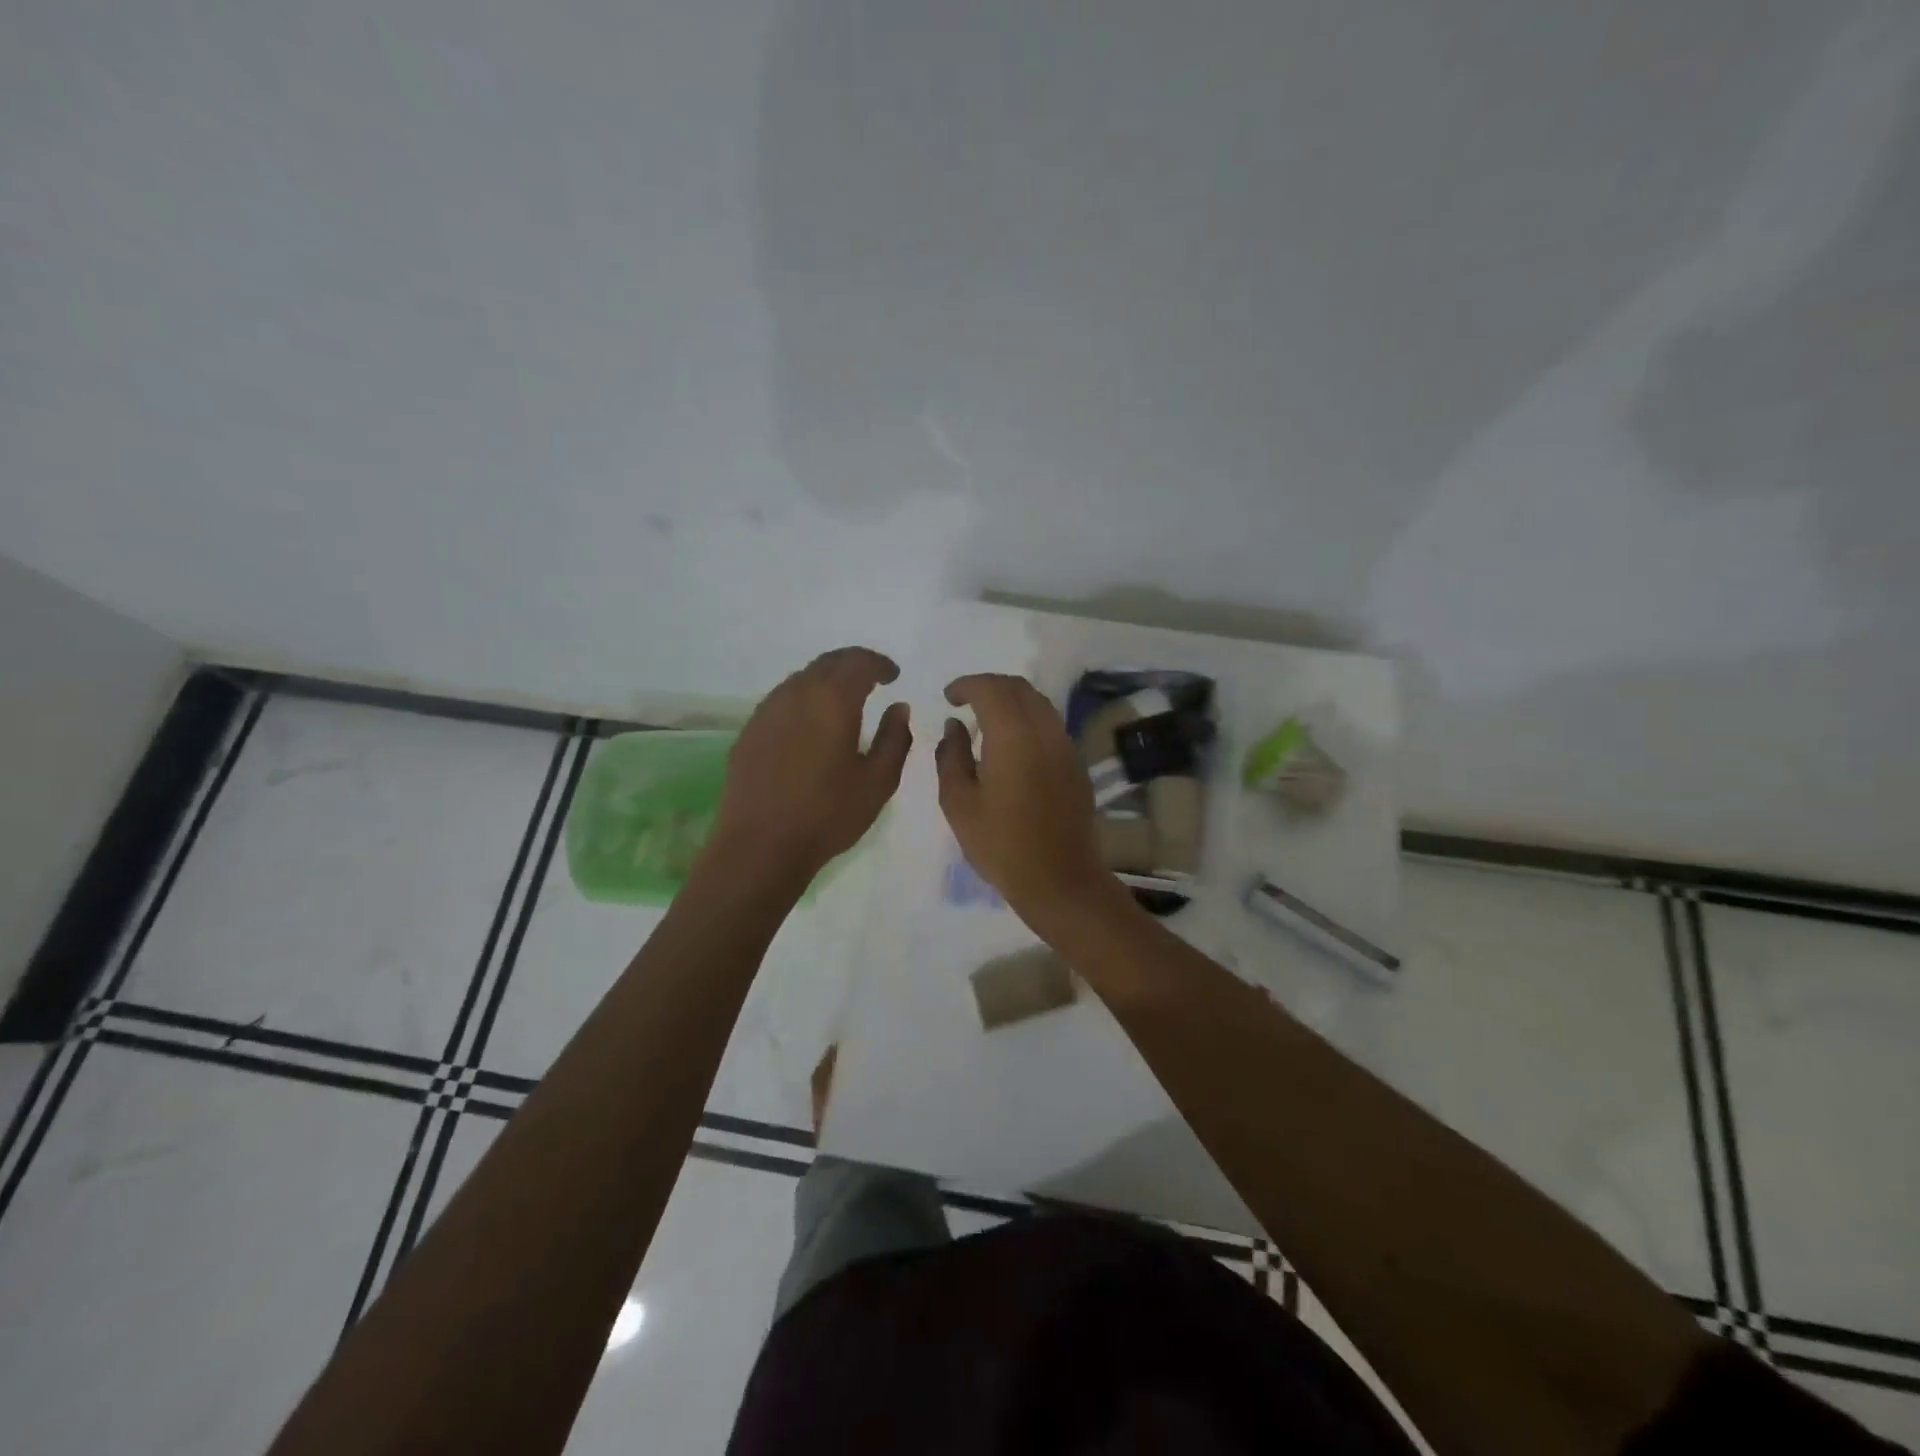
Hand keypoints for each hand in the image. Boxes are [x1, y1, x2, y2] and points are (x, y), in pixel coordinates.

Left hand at [710, 648, 911, 881]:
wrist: (760, 845)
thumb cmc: (828, 814)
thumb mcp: (878, 781)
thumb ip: (895, 738)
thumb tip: (899, 708)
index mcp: (832, 699)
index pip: (858, 662)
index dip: (879, 663)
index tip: (893, 675)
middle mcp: (796, 693)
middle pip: (827, 663)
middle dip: (853, 664)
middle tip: (872, 679)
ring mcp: (767, 711)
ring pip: (801, 679)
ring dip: (826, 681)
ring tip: (843, 701)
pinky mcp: (749, 731)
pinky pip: (782, 701)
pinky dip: (804, 700)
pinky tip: (811, 725)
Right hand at [936, 673, 1120, 927]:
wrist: (1058, 878)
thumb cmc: (1000, 845)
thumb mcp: (959, 803)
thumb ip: (951, 756)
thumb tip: (954, 726)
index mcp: (1013, 736)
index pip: (990, 688)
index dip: (966, 685)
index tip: (948, 697)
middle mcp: (1044, 731)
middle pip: (1018, 687)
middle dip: (988, 686)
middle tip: (964, 702)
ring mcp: (1065, 745)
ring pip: (1038, 702)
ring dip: (1010, 700)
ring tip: (986, 719)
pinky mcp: (1075, 762)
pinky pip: (1050, 723)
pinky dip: (1027, 718)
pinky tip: (1011, 743)